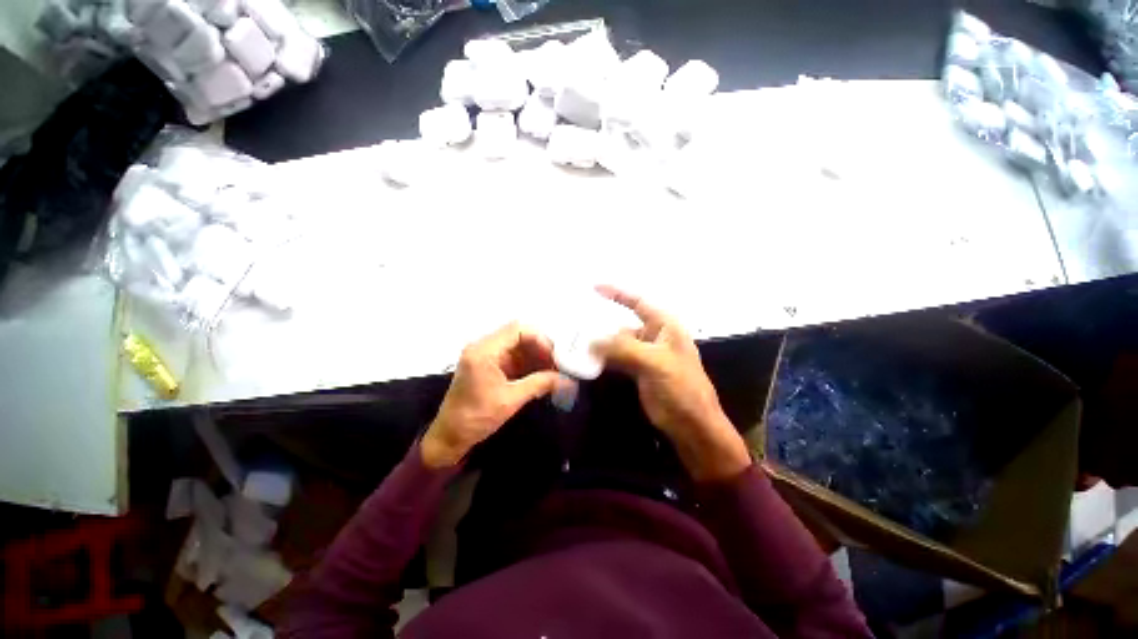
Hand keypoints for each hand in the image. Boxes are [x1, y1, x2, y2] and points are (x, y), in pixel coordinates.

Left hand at [421, 322, 565, 467]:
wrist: (450, 436)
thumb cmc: (476, 417)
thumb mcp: (511, 400)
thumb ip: (539, 384)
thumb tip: (566, 379)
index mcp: (484, 351)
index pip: (517, 330)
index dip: (540, 340)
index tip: (554, 358)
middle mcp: (483, 346)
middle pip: (519, 335)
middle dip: (540, 348)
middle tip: (557, 364)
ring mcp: (486, 354)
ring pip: (518, 345)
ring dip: (536, 356)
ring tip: (553, 371)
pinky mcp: (489, 364)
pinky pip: (513, 356)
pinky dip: (528, 363)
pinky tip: (541, 375)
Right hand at [593, 286, 751, 480]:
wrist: (692, 425)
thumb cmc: (681, 388)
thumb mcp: (654, 362)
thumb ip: (623, 349)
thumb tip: (591, 341)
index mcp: (664, 326)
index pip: (638, 302)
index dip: (617, 293)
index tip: (593, 288)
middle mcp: (654, 336)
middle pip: (623, 325)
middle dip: (602, 326)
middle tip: (576, 327)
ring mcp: (645, 355)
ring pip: (618, 344)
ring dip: (600, 345)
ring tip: (576, 344)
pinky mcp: (638, 372)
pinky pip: (617, 360)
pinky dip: (604, 359)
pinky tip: (588, 361)